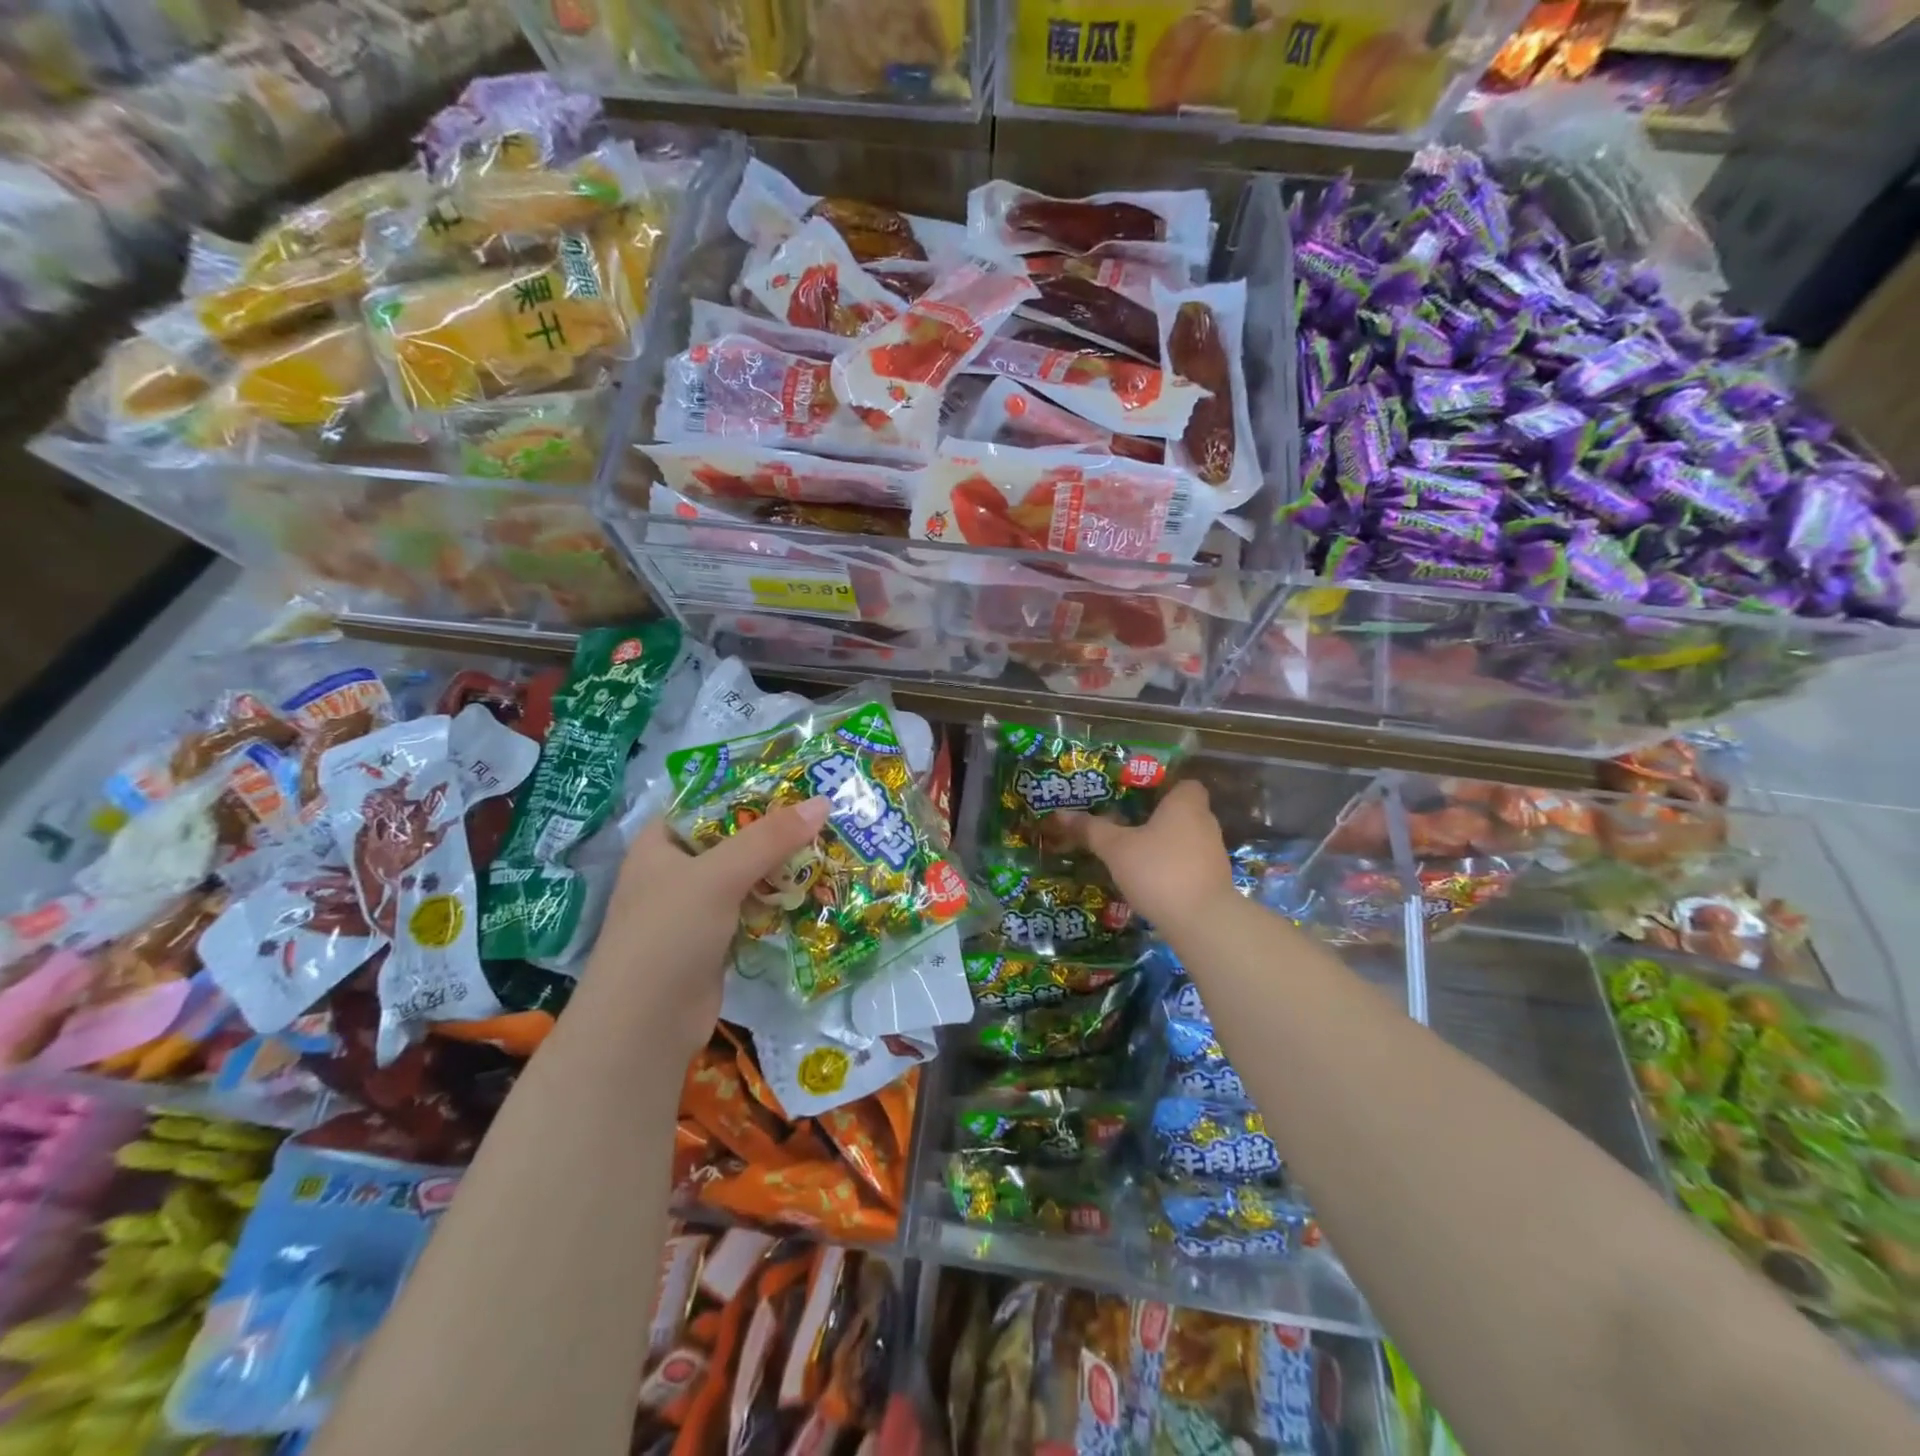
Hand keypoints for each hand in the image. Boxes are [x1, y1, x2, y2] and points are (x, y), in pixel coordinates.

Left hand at [579, 798, 830, 1061]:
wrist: (644, 1027)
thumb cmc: (668, 935)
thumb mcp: (718, 876)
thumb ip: (769, 838)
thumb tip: (823, 802)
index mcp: (660, 843)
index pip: (707, 802)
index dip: (748, 789)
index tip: (796, 781)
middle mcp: (676, 870)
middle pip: (733, 838)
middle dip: (775, 830)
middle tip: (824, 814)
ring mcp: (695, 907)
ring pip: (747, 874)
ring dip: (782, 867)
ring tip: (829, 846)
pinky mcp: (715, 939)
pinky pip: (753, 907)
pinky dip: (778, 900)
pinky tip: (813, 890)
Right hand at [1059, 780, 1236, 941]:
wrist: (1202, 921)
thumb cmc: (1158, 870)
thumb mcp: (1116, 849)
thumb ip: (1091, 830)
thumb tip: (1061, 814)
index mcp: (1185, 804)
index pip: (1185, 783)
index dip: (1165, 788)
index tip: (1139, 798)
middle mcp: (1205, 823)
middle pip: (1182, 812)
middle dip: (1158, 819)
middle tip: (1126, 826)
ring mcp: (1213, 854)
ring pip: (1185, 840)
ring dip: (1164, 846)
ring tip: (1134, 856)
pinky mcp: (1214, 881)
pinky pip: (1189, 865)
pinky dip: (1173, 869)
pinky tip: (1150, 882)